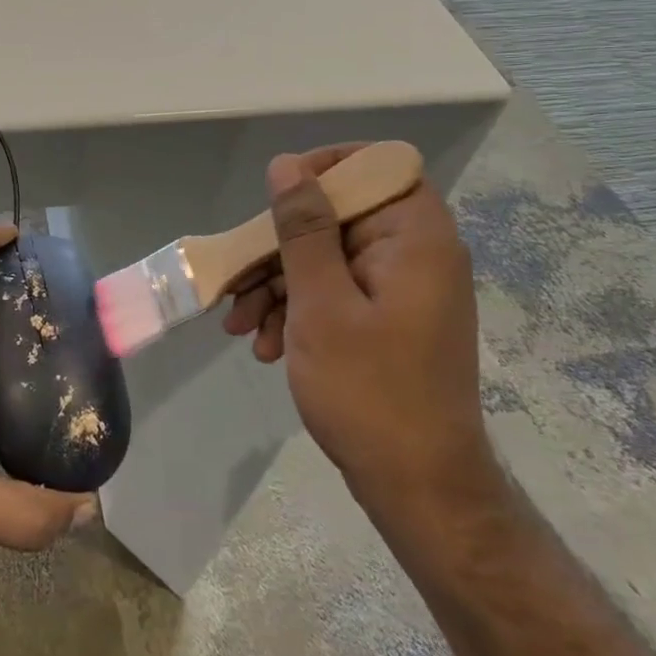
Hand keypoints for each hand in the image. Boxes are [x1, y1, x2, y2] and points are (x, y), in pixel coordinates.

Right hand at [225, 146, 498, 527]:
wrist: (419, 491)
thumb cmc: (370, 391)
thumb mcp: (321, 303)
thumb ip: (303, 228)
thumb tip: (287, 164)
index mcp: (415, 238)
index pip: (377, 165)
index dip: (326, 168)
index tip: (279, 197)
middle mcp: (414, 253)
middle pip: (338, 216)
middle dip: (280, 247)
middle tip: (236, 278)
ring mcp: (400, 289)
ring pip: (327, 256)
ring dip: (277, 284)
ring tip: (240, 325)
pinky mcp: (386, 320)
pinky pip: (334, 291)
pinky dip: (296, 310)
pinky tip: (262, 344)